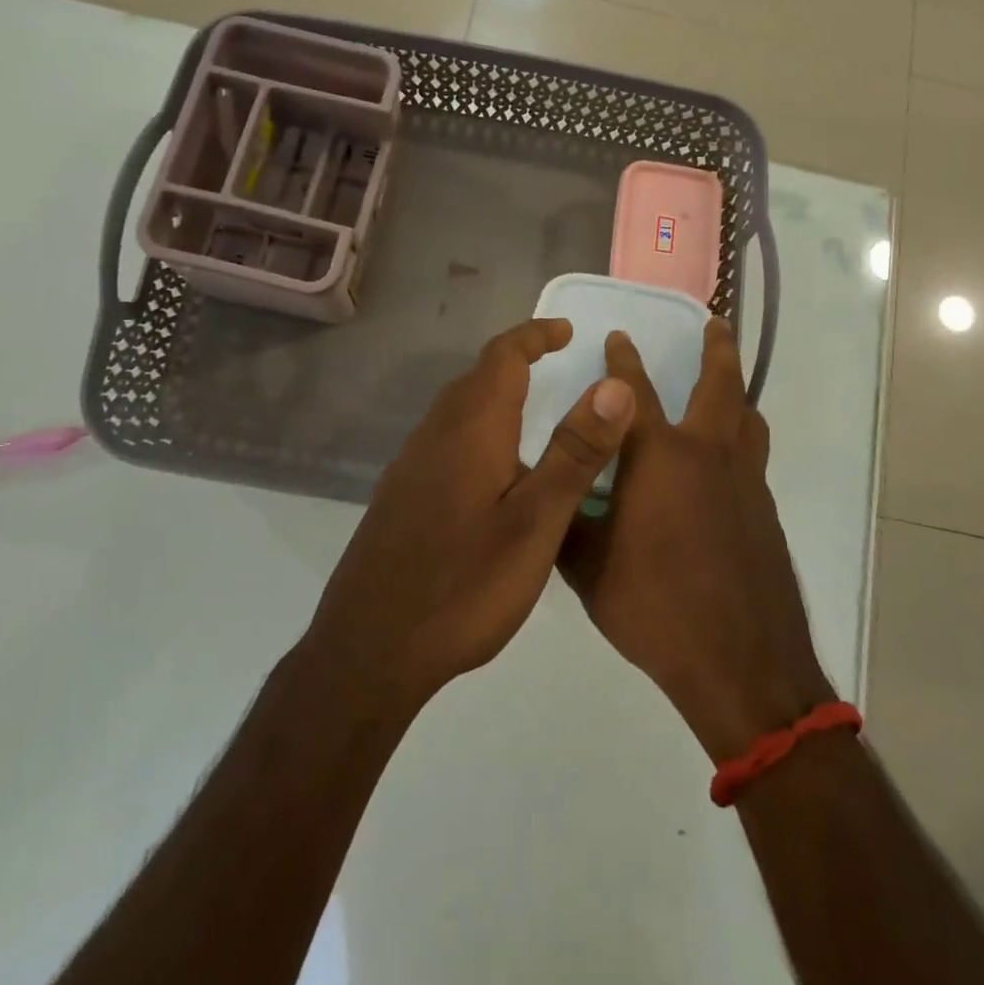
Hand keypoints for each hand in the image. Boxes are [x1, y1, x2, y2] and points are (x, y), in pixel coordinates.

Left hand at [303, 318, 635, 711]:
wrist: (368, 652)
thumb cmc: (463, 587)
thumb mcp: (536, 523)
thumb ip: (576, 452)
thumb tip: (615, 384)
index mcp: (471, 430)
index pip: (502, 357)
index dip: (535, 335)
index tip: (567, 331)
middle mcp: (434, 437)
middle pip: (475, 378)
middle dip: (516, 359)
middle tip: (555, 362)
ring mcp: (409, 469)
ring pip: (456, 411)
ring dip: (494, 395)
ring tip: (531, 411)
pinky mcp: (399, 499)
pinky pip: (443, 442)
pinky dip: (476, 430)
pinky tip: (491, 473)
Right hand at [559, 320, 834, 762]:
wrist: (740, 662)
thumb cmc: (655, 608)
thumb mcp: (589, 567)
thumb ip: (566, 519)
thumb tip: (545, 490)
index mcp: (659, 459)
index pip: (633, 393)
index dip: (623, 361)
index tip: (619, 337)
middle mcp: (708, 455)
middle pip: (720, 386)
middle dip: (716, 349)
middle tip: (715, 322)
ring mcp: (745, 482)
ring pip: (748, 420)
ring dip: (737, 393)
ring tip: (729, 386)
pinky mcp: (765, 511)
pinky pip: (754, 458)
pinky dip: (742, 441)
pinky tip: (728, 464)